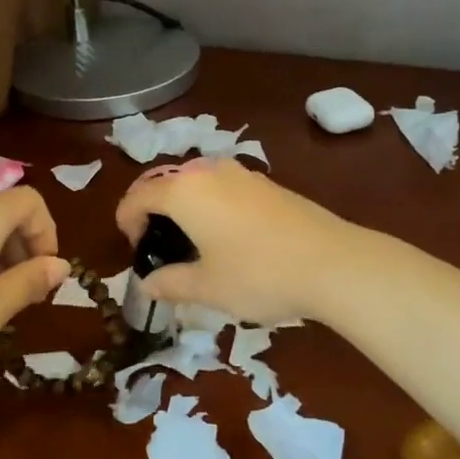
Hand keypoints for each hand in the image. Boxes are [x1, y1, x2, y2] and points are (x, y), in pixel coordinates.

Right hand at [114, 159, 356, 324]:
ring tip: (192, 246)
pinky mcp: (266, 183)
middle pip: (166, 184)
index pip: (138, 196)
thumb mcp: (207, 287)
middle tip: (160, 250)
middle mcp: (208, 171)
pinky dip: (210, 206)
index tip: (135, 251)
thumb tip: (147, 284)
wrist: (332, 262)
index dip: (127, 222)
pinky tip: (228, 240)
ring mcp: (241, 173)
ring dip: (183, 209)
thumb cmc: (258, 274)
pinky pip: (222, 188)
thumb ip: (170, 283)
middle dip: (154, 214)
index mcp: (185, 191)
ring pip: (196, 184)